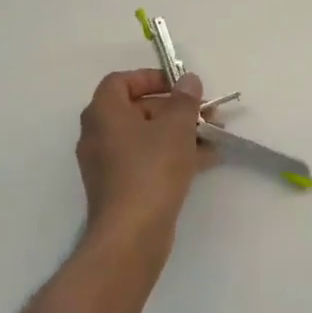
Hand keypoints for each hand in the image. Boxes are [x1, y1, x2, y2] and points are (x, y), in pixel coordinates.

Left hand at [75, 69, 208, 262]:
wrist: (132, 234)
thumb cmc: (151, 170)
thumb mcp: (176, 127)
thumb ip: (185, 100)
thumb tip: (188, 80)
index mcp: (104, 113)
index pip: (121, 81)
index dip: (151, 78)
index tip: (180, 87)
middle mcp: (99, 135)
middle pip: (137, 109)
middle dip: (175, 108)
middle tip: (205, 113)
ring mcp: (108, 164)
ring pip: (146, 137)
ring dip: (179, 133)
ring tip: (213, 136)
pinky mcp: (120, 187)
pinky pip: (147, 160)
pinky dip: (172, 155)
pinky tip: (205, 160)